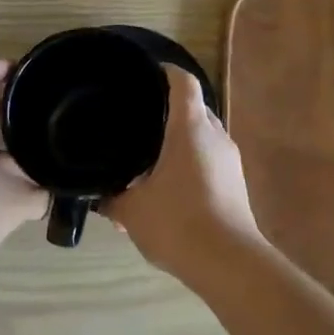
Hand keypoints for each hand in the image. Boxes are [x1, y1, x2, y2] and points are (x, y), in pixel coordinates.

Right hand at [107, 67, 266, 284]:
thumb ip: (111, 197)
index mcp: (191, 128)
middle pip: (194, 108)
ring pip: (203, 136)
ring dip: (180, 140)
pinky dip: (190, 162)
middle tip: (138, 119)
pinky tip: (168, 187)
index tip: (145, 72)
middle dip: (169, 110)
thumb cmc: (177, 223)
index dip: (165, 71)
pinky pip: (210, 160)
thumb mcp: (132, 211)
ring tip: (150, 157)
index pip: (183, 82)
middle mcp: (215, 136)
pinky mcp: (236, 184)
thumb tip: (97, 193)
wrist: (229, 263)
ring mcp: (230, 160)